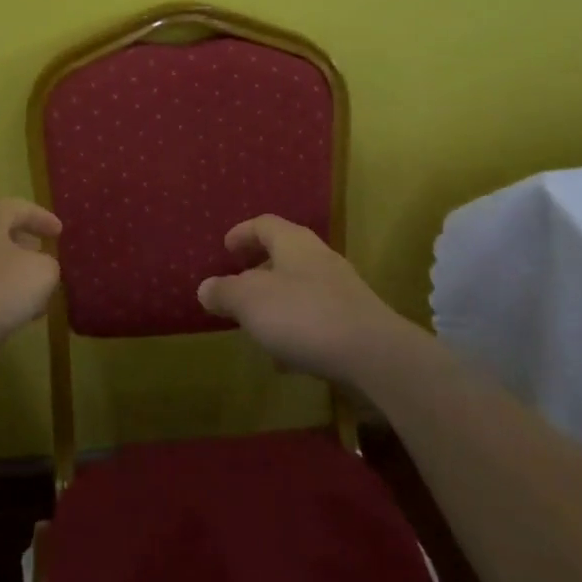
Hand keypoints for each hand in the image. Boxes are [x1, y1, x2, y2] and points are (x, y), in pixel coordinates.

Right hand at [196, 215, 403, 383]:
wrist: (375, 355)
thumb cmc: (303, 315)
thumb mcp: (250, 301)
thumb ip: (225, 292)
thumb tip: (206, 287)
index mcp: (293, 242)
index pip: (264, 224)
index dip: (242, 233)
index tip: (226, 248)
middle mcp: (319, 258)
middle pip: (284, 254)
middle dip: (259, 269)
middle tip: (238, 286)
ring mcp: (342, 290)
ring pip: (300, 287)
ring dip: (277, 301)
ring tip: (258, 325)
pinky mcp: (355, 322)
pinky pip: (317, 317)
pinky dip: (297, 329)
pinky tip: (287, 357)